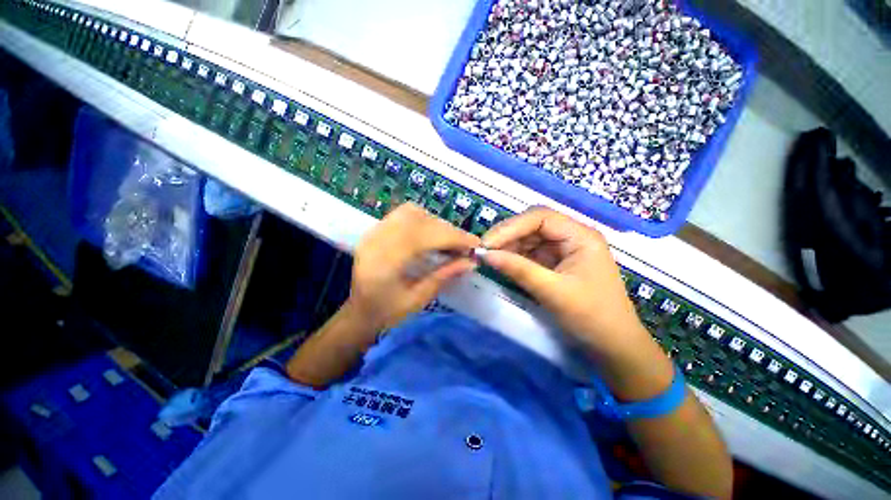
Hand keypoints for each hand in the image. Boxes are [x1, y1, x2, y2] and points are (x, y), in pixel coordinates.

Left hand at [347, 203, 479, 332]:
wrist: (357, 312)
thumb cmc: (386, 312)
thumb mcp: (418, 299)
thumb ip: (444, 276)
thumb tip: (471, 262)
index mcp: (385, 261)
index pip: (425, 236)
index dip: (453, 237)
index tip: (474, 244)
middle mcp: (378, 240)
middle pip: (420, 221)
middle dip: (448, 230)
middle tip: (464, 246)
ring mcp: (374, 231)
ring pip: (412, 212)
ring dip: (436, 223)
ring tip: (448, 241)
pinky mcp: (375, 230)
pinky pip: (403, 214)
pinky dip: (423, 220)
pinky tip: (430, 235)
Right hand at [481, 206, 648, 358]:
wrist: (613, 346)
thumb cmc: (591, 317)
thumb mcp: (552, 291)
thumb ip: (518, 269)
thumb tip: (483, 255)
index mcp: (580, 236)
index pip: (540, 217)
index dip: (510, 227)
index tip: (487, 244)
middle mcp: (572, 236)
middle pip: (533, 225)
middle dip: (507, 236)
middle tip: (483, 250)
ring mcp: (563, 250)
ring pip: (529, 239)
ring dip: (508, 246)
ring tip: (488, 258)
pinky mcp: (556, 263)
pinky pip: (530, 253)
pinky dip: (514, 257)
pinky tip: (502, 263)